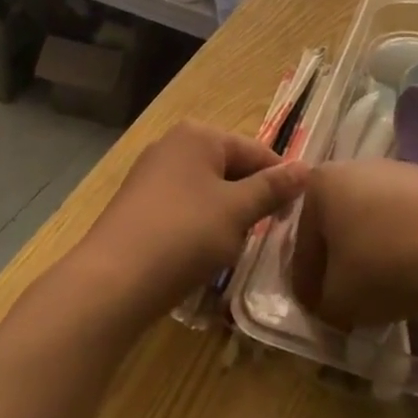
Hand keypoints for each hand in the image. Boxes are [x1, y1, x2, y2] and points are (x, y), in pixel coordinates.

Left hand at [81, 123, 308, 316]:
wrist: (111, 282)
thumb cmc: (184, 236)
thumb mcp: (238, 212)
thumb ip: (273, 188)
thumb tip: (306, 168)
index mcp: (198, 135)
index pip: (256, 151)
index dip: (281, 181)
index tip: (296, 214)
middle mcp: (172, 145)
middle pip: (230, 168)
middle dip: (250, 199)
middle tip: (266, 234)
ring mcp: (150, 175)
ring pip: (207, 191)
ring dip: (226, 216)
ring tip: (232, 247)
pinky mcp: (137, 206)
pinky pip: (183, 208)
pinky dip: (199, 226)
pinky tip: (200, 254)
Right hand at [290, 160, 417, 329]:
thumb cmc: (383, 266)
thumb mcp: (337, 301)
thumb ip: (324, 303)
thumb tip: (333, 304)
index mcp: (324, 184)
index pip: (304, 240)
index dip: (306, 281)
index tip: (315, 310)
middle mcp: (362, 166)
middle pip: (344, 221)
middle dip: (344, 258)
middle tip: (349, 298)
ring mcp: (408, 171)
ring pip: (383, 217)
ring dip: (382, 248)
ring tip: (392, 289)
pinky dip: (416, 243)